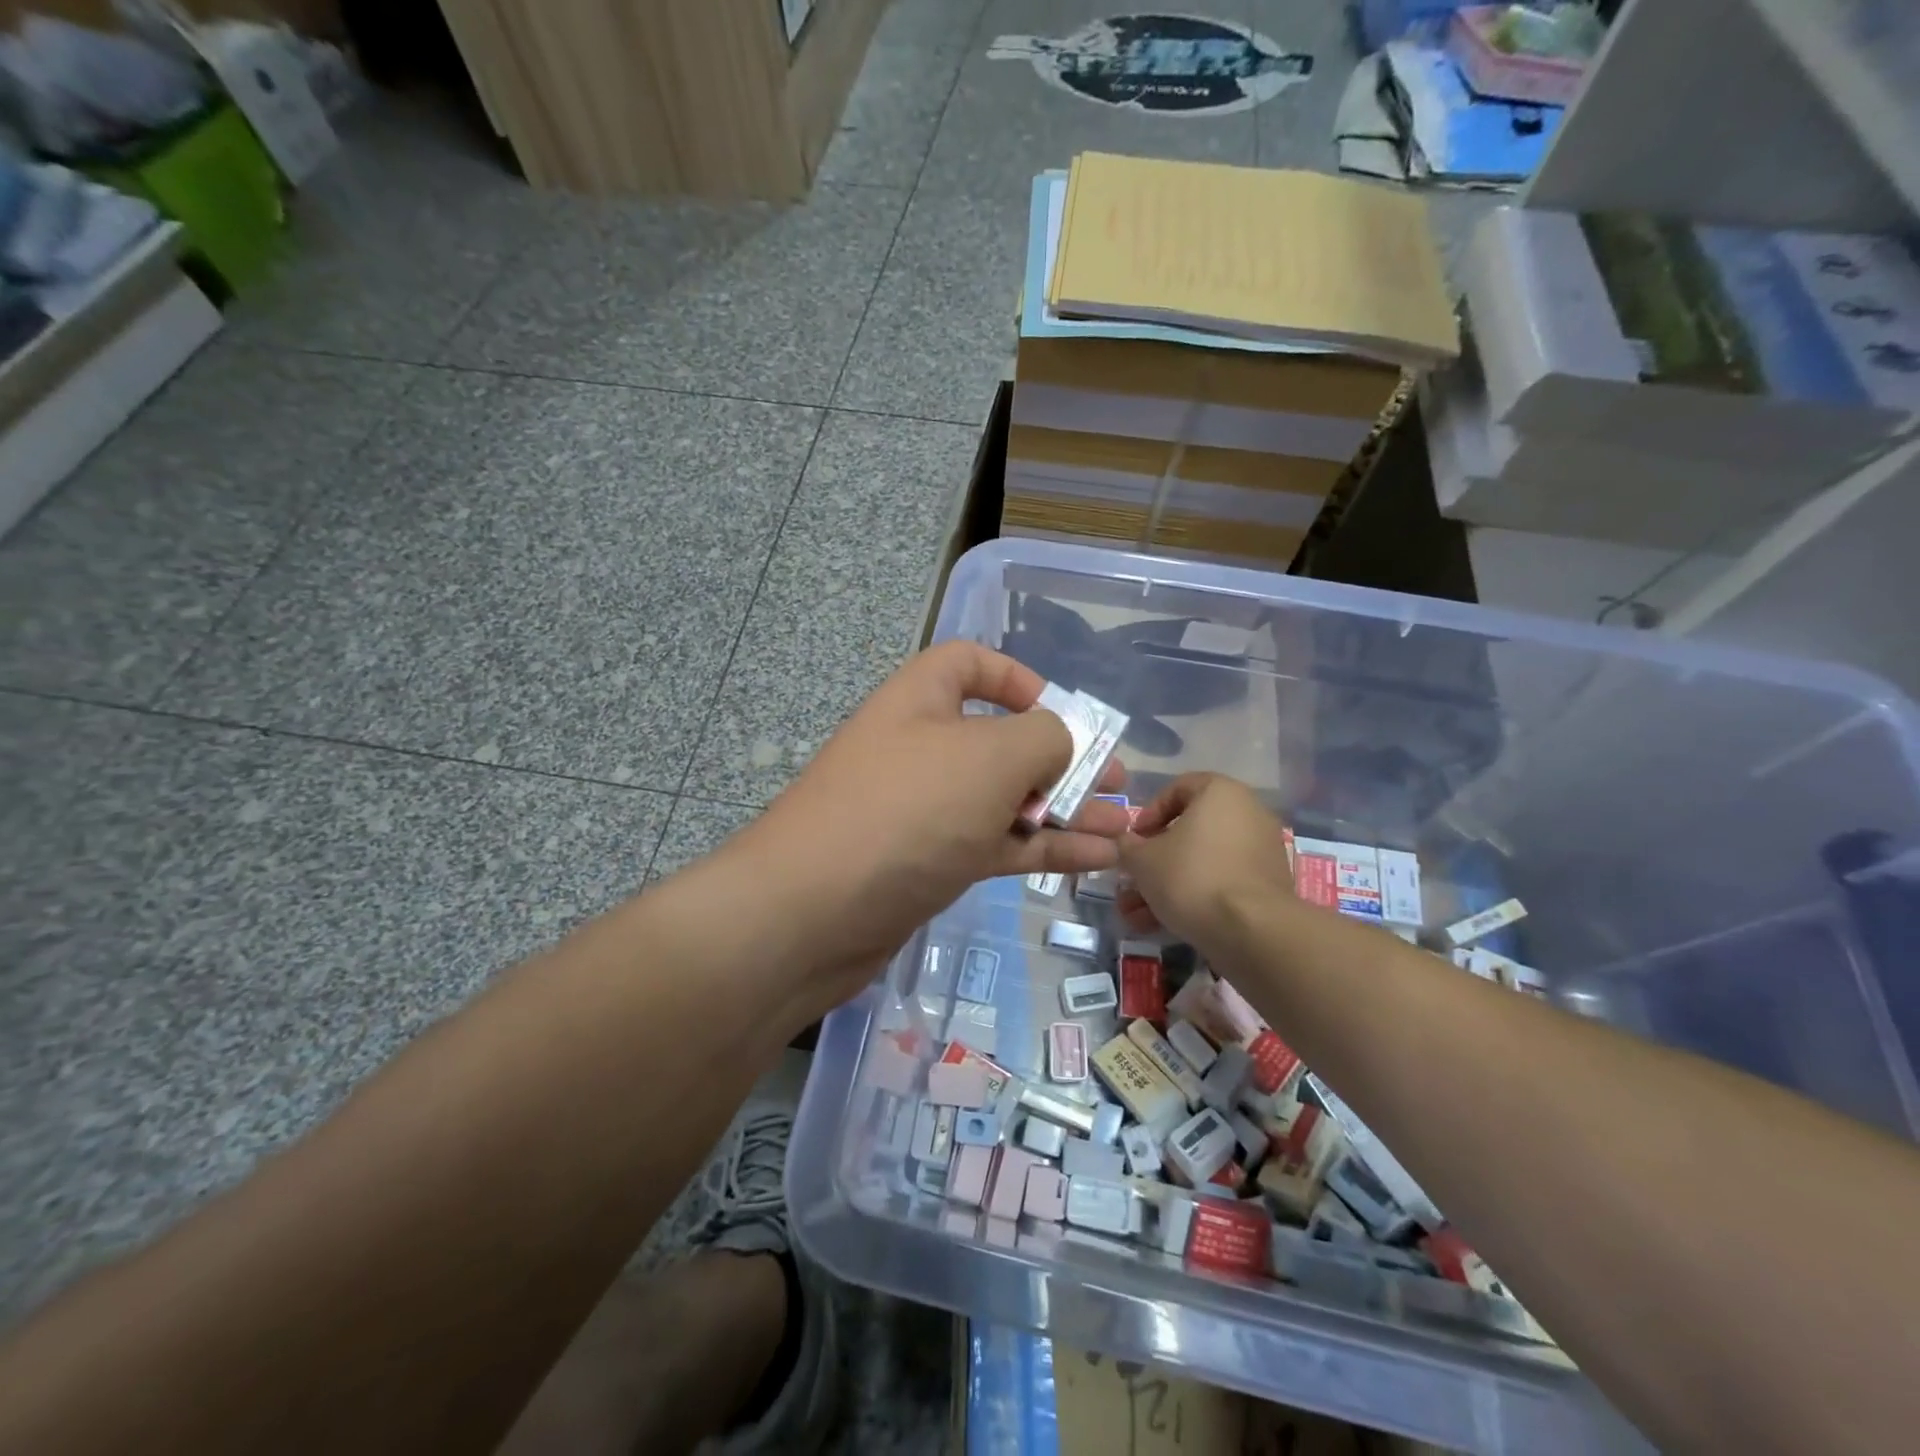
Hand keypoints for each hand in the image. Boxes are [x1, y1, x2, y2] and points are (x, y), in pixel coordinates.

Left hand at [728, 643, 1128, 1003]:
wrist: (812, 913)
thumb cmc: (907, 810)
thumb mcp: (990, 756)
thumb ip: (1045, 737)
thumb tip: (1061, 746)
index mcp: (922, 698)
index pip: (970, 663)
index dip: (1017, 678)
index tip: (1060, 711)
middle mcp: (922, 747)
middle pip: (1001, 739)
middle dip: (1062, 758)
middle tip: (1117, 783)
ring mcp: (924, 809)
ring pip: (1006, 799)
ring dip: (1064, 810)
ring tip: (1124, 826)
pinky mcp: (929, 863)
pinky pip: (997, 844)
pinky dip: (1044, 848)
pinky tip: (1097, 858)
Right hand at [1117, 773, 1293, 949]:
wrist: (1252, 931)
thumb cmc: (1191, 876)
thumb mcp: (1141, 859)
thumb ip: (1128, 846)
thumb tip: (1128, 845)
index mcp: (1221, 793)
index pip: (1177, 788)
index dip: (1148, 814)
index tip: (1133, 840)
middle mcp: (1247, 814)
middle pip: (1188, 832)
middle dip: (1153, 861)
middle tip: (1130, 882)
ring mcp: (1260, 852)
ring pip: (1201, 863)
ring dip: (1166, 886)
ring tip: (1135, 916)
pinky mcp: (1266, 887)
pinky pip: (1220, 883)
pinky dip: (1193, 898)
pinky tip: (1162, 925)